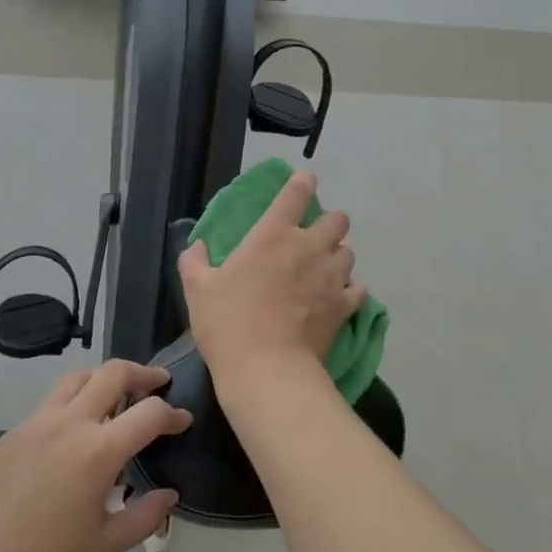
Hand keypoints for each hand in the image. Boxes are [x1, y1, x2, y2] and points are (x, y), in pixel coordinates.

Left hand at [0, 360, 189, 551]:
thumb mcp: (105, 547)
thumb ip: (144, 516)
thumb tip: (169, 494)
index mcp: (97, 452)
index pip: (148, 413)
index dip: (173, 414)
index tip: (184, 422)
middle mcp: (69, 424)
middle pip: (113, 373)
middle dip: (143, 373)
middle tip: (158, 383)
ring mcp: (37, 422)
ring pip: (78, 378)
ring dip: (105, 378)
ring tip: (119, 395)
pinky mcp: (15, 431)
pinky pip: (53, 401)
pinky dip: (76, 399)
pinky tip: (78, 427)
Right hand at [179, 169, 364, 387]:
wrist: (266, 369)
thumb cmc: (227, 324)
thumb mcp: (197, 289)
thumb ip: (194, 261)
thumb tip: (197, 246)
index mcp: (272, 234)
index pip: (296, 193)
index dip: (302, 183)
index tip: (303, 182)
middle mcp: (308, 247)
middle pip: (338, 219)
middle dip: (328, 224)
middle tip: (313, 240)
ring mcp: (331, 276)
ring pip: (349, 253)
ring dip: (337, 257)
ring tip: (324, 271)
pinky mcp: (344, 306)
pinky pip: (357, 288)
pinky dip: (349, 290)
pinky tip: (337, 298)